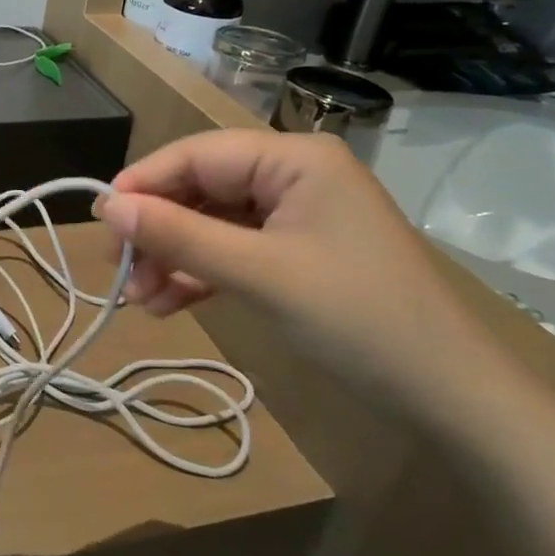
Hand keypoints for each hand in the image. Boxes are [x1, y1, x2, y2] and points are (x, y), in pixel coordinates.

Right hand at [96, 130, 504, 421]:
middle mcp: (293, 175)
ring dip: (173, 257)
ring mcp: (295, 215)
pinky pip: (233, 250)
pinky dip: (200, 274)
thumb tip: (107, 207)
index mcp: (294, 158)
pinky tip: (169, 303)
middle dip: (158, 229)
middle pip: (202, 188)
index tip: (101, 219)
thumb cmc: (358, 319)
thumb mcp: (259, 274)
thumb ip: (180, 235)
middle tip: (118, 268)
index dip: (145, 182)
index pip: (198, 154)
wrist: (453, 401)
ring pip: (212, 222)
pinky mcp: (296, 253)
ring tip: (138, 299)